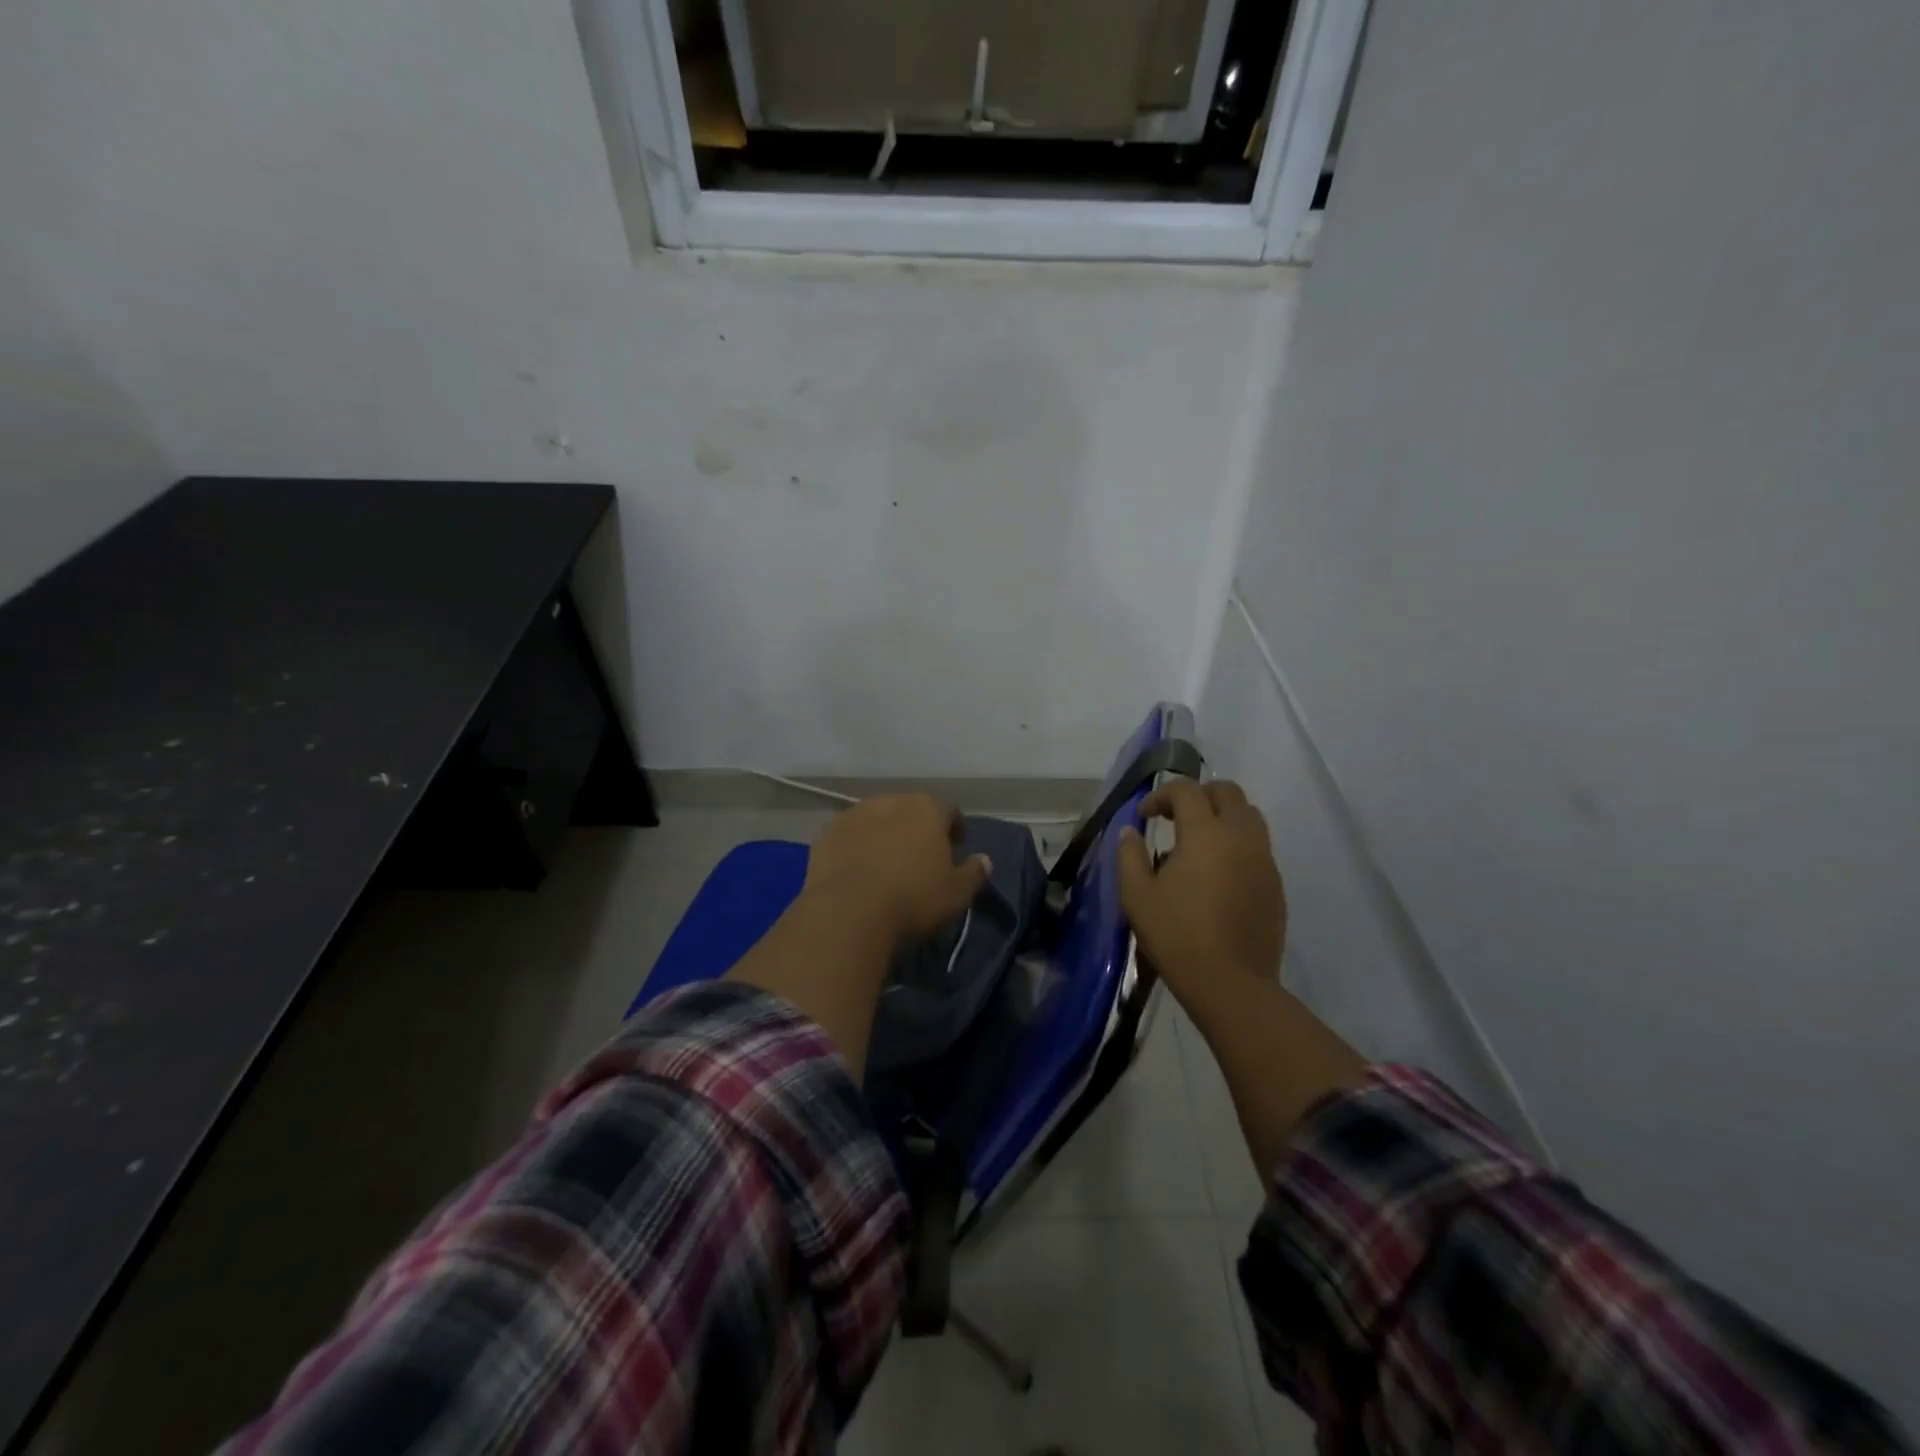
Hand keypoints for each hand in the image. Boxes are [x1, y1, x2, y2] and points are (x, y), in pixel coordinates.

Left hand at [802, 793, 991, 945]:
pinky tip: (857, 871)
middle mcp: (891, 801)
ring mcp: (854, 814)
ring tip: (885, 865)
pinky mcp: (826, 833)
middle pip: (910, 810)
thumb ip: (974, 873)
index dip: (954, 828)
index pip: (949, 810)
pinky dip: (855, 847)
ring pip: (876, 819)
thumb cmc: (913, 899)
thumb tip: (984, 860)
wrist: (849, 912)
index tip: (955, 849)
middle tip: (919, 858)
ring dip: (884, 835)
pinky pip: (849, 836)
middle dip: (916, 829)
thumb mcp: (957, 893)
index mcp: (927, 809)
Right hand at [1118, 779, 1286, 1015]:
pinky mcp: (1276, 884)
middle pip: (1228, 792)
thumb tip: (1130, 831)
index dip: (1162, 795)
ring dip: (1223, 816)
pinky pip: (1258, 847)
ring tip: (1198, 842)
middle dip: (1199, 795)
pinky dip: (1237, 844)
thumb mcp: (1137, 896)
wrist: (1231, 984)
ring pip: (1249, 816)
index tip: (1145, 815)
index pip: (1187, 790)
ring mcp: (1264, 860)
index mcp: (1206, 834)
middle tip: (1175, 818)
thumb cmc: (1177, 936)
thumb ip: (1130, 855)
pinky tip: (1217, 874)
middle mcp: (1241, 837)